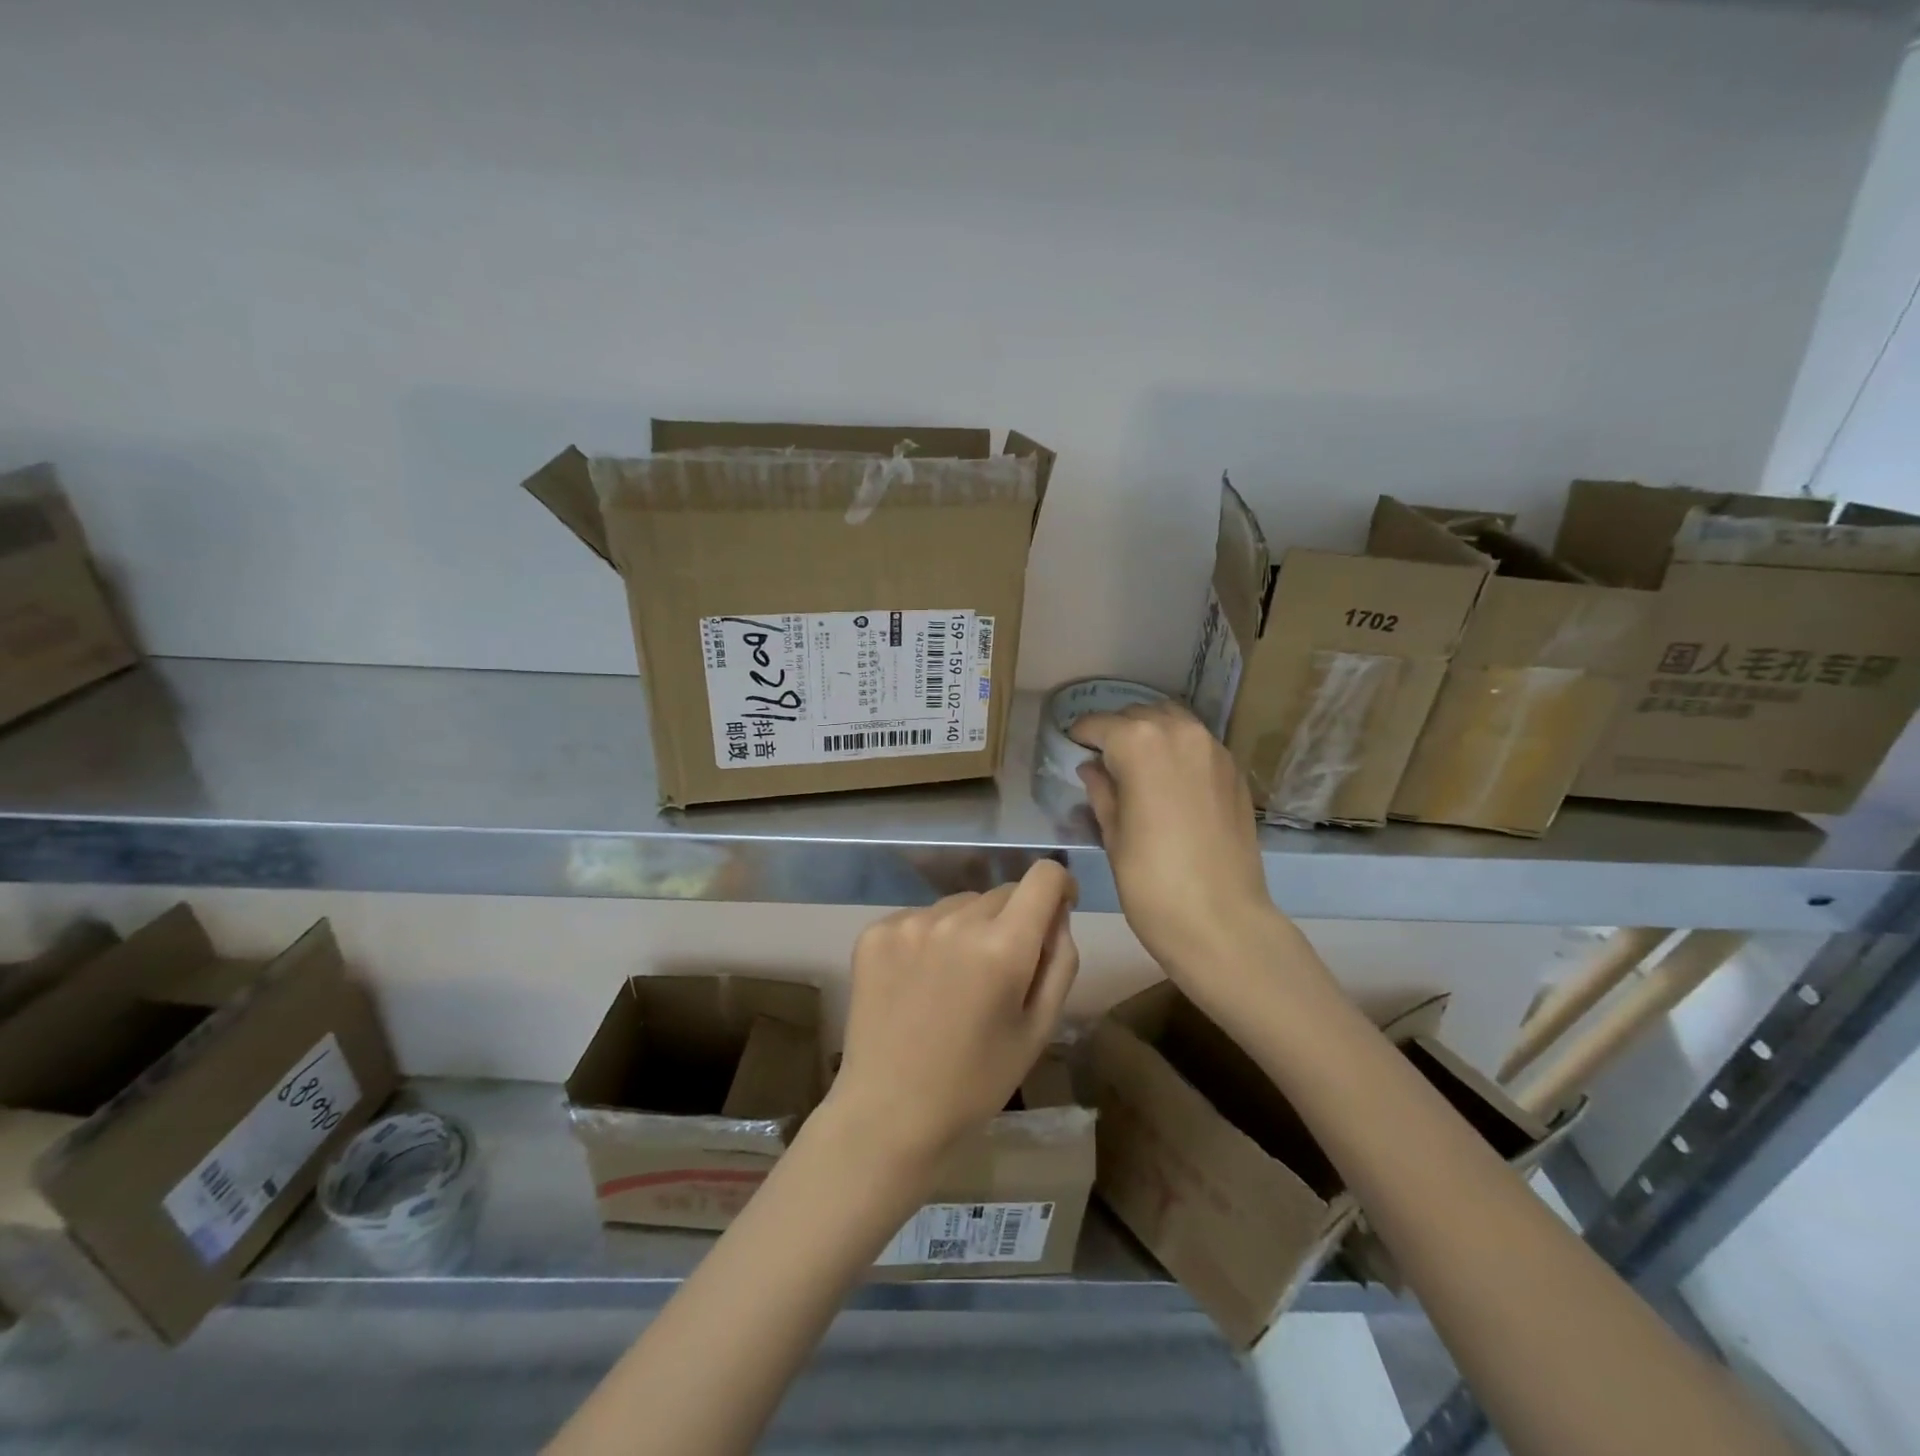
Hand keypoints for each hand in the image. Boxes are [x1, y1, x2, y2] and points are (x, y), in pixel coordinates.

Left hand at [832, 861, 1080, 1163]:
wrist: (889, 1112)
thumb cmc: (977, 1080)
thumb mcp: (1039, 1028)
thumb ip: (1059, 960)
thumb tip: (1057, 912)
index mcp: (1003, 946)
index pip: (1044, 876)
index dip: (1059, 886)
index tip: (1056, 912)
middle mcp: (955, 920)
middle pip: (1001, 893)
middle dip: (1012, 921)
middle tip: (999, 972)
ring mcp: (909, 923)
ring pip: (960, 905)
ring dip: (969, 928)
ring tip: (954, 982)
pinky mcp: (875, 932)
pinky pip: (920, 917)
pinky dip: (929, 938)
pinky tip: (919, 982)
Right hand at [1070, 701, 1309, 1004]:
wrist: (1221, 921)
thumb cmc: (1150, 881)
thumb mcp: (1113, 834)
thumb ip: (1101, 791)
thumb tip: (1093, 768)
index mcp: (1140, 743)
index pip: (1100, 724)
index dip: (1081, 734)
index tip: (1070, 746)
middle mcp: (1179, 732)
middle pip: (1140, 715)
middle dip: (1118, 731)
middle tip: (1101, 759)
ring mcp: (1214, 750)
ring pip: (1174, 722)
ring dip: (1151, 734)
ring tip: (1134, 764)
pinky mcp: (1235, 772)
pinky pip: (1198, 744)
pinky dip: (1178, 750)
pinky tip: (1168, 780)